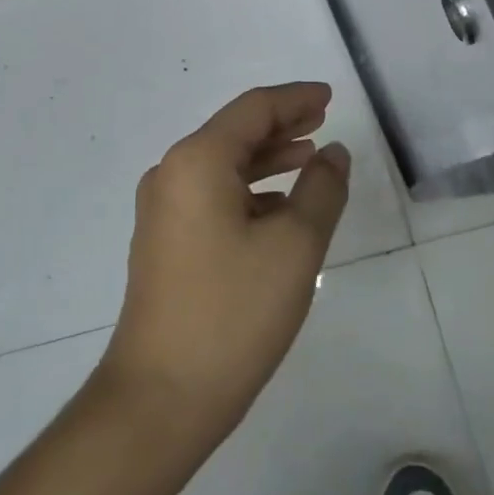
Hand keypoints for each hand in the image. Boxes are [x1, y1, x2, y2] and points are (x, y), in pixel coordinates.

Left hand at [96, 83, 350, 450]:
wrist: (160, 397)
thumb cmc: (233, 313)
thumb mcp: (294, 247)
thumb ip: (321, 189)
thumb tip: (333, 153)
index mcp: (197, 160)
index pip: (253, 109)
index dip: (295, 99)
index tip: (329, 97)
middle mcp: (172, 172)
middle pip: (234, 132)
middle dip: (281, 124)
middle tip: (322, 120)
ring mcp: (162, 209)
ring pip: (223, 164)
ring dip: (266, 157)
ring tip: (308, 156)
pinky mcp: (163, 240)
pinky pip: (212, 194)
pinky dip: (248, 189)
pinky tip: (278, 206)